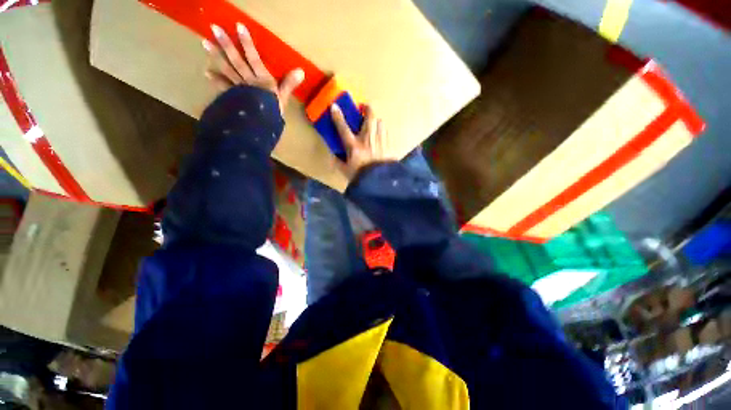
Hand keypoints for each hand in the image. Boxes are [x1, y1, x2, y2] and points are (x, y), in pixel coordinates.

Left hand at [203, 23, 303, 113]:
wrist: (261, 125)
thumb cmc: (273, 112)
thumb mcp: (284, 98)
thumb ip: (289, 84)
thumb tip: (301, 71)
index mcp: (262, 79)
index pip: (254, 58)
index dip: (247, 43)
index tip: (238, 26)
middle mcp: (249, 80)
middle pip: (236, 60)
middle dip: (226, 44)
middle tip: (214, 28)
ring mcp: (239, 88)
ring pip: (227, 69)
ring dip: (216, 56)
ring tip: (204, 43)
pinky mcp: (233, 96)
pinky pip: (223, 86)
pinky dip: (215, 79)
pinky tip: (207, 72)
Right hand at [331, 104, 394, 180]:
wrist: (380, 184)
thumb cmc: (361, 177)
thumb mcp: (346, 172)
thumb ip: (338, 163)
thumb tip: (333, 156)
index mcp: (354, 146)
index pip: (343, 128)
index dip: (338, 116)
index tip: (334, 106)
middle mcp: (367, 139)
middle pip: (369, 117)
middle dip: (367, 109)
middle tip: (365, 108)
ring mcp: (380, 141)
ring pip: (380, 122)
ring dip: (376, 121)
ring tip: (374, 124)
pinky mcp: (389, 146)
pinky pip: (387, 132)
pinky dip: (383, 131)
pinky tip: (381, 136)